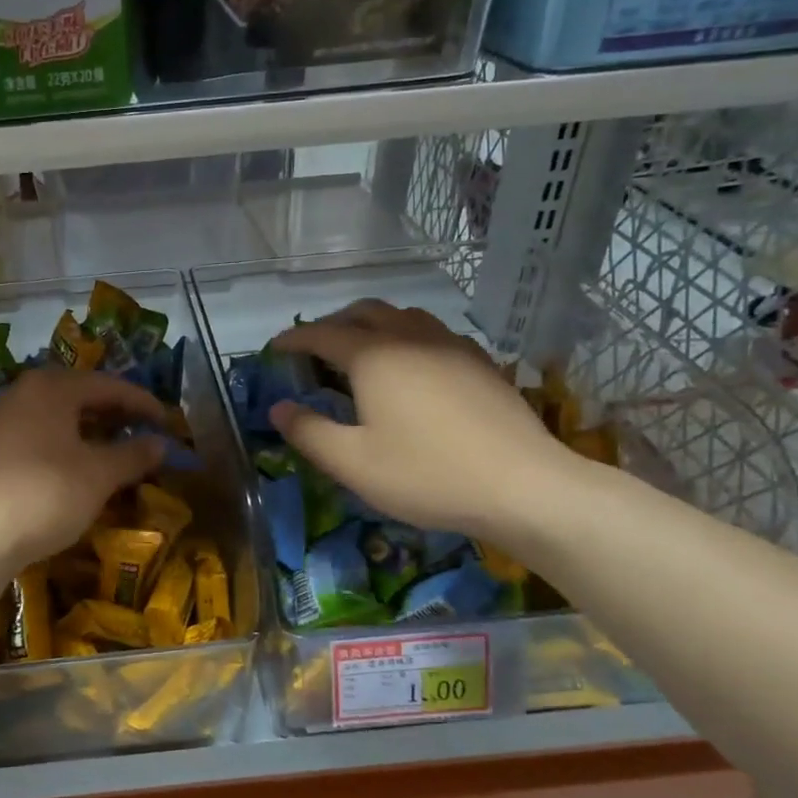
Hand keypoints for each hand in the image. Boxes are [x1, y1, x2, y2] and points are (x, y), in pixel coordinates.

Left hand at [0, 369, 166, 565]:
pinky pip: (33, 433)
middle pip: (76, 394)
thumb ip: (132, 454)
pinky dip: (60, 442)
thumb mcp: (99, 475)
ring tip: (110, 447)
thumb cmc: (47, 494)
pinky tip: (71, 464)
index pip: (107, 385)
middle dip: (111, 412)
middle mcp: (20, 393)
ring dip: (85, 427)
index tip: (166, 421)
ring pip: (53, 414)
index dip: (141, 402)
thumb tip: (160, 444)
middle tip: (140, 430)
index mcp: (50, 388)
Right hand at [268, 300, 582, 542]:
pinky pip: (432, 333)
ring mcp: (452, 345)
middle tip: (314, 350)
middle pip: (364, 311)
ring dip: (372, 325)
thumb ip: (309, 432)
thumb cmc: (427, 474)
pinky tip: (411, 369)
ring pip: (403, 316)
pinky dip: (406, 338)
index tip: (274, 349)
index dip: (293, 338)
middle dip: (332, 324)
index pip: (322, 333)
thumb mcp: (353, 463)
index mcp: (374, 356)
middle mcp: (411, 337)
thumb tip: (278, 408)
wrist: (524, 486)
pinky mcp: (480, 362)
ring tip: (360, 353)